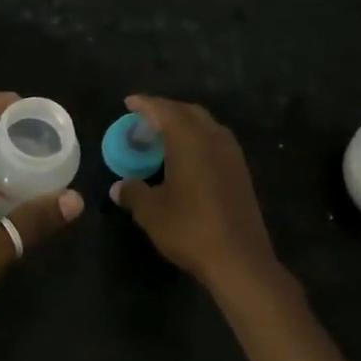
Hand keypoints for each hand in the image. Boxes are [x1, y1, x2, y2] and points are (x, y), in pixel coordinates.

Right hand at [109, 95, 286, 301]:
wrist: (240, 259)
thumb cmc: (190, 229)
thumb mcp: (152, 212)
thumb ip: (133, 193)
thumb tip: (118, 187)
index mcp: (189, 139)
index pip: (164, 110)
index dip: (145, 104)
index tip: (129, 102)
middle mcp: (213, 138)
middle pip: (188, 112)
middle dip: (166, 110)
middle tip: (145, 119)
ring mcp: (231, 154)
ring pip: (205, 125)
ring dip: (184, 124)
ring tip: (164, 135)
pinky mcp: (241, 171)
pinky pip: (216, 141)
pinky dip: (198, 139)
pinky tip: (188, 157)